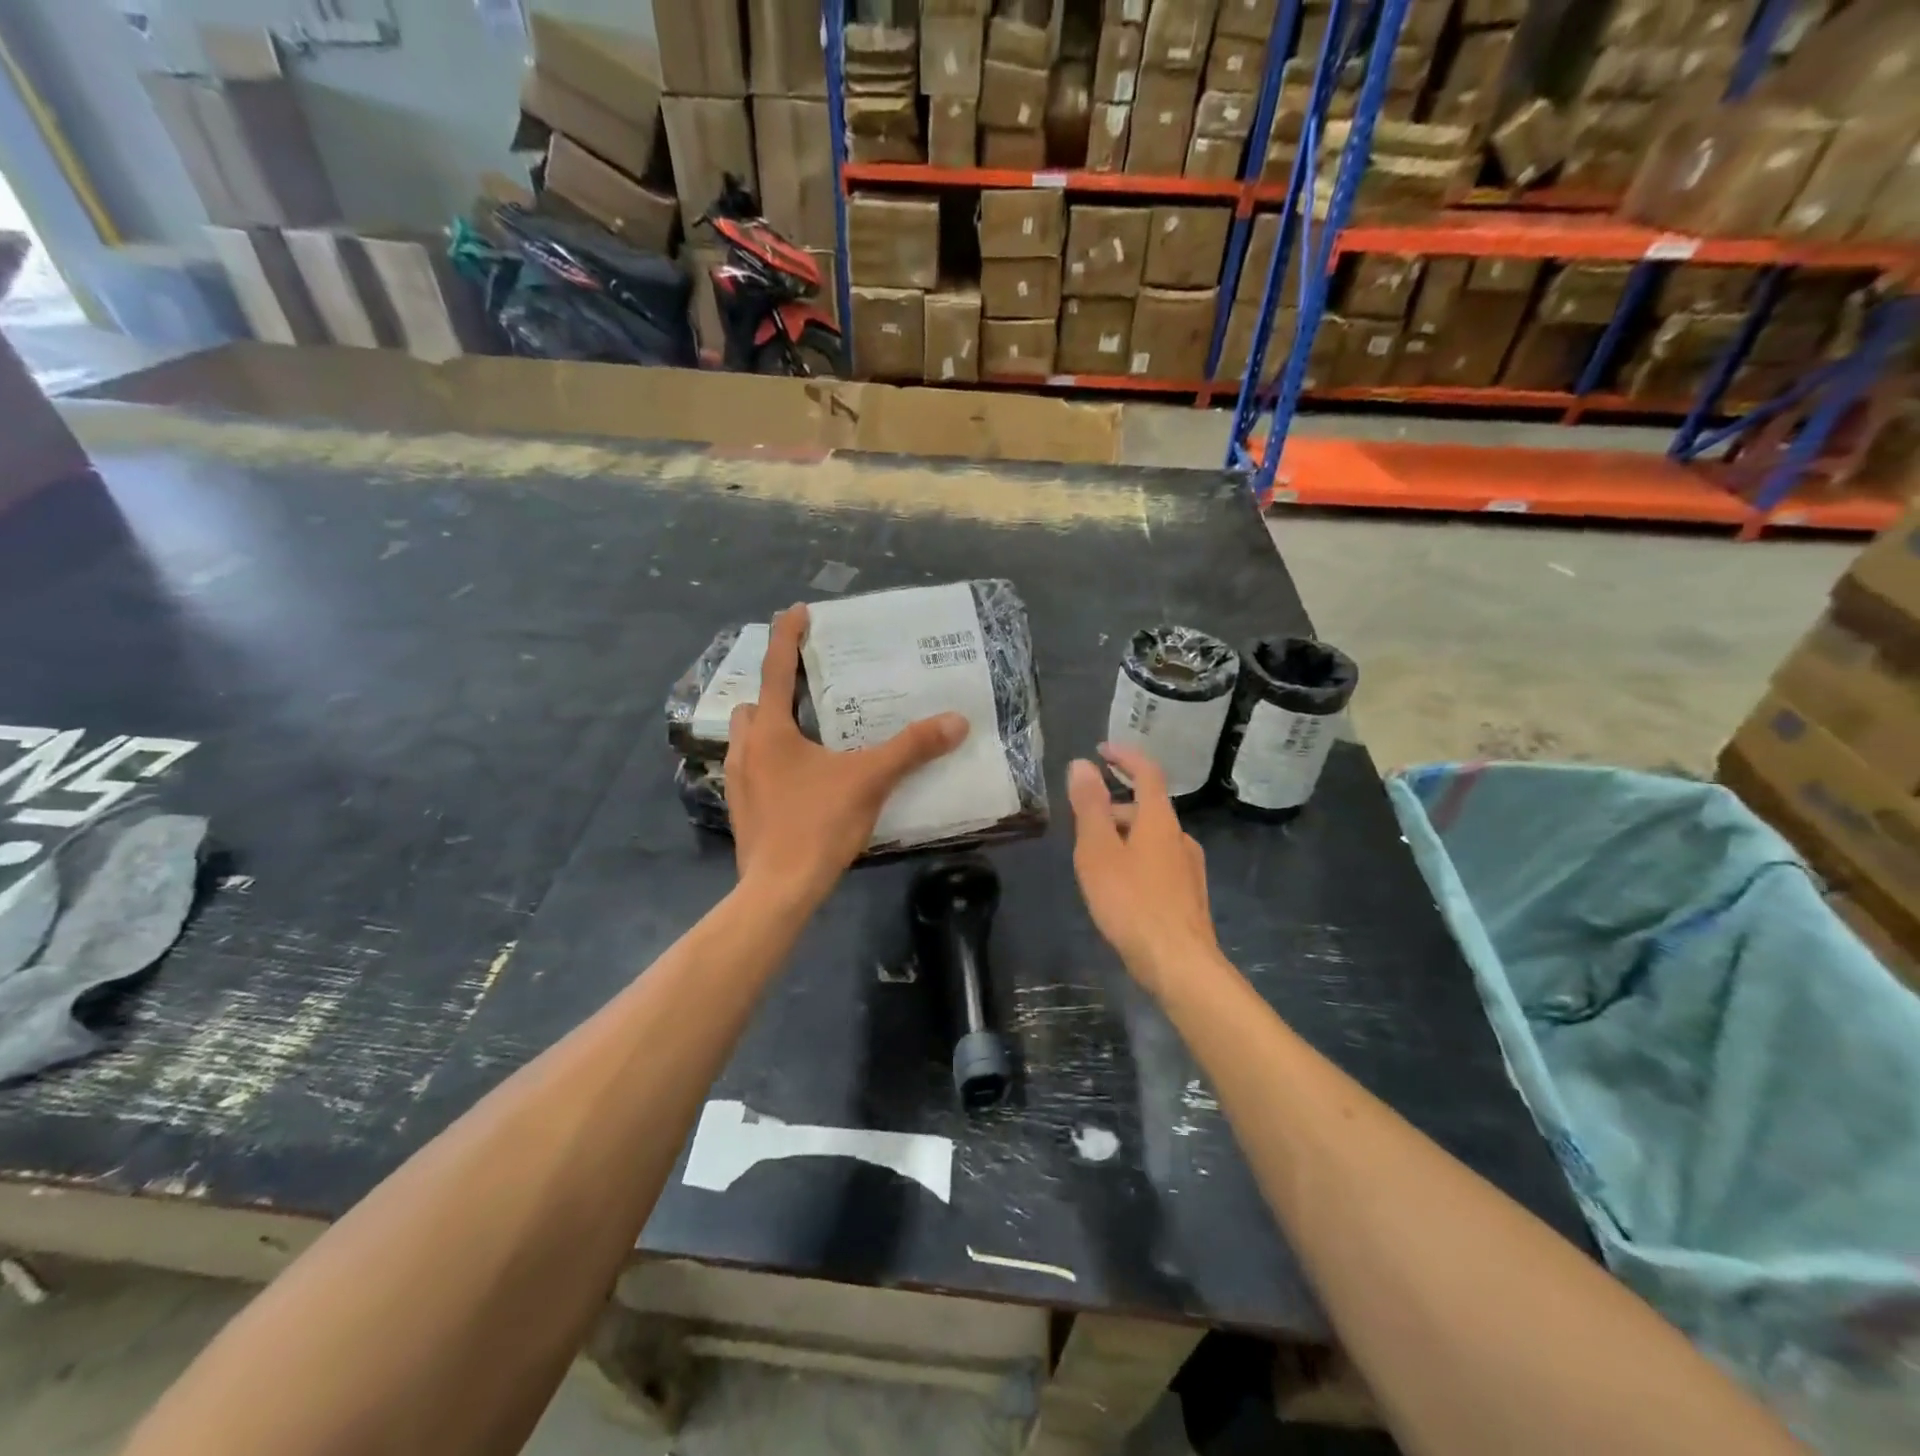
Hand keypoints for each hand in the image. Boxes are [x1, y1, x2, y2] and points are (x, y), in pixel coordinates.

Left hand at [725, 604, 967, 907]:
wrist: (778, 891)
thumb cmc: (817, 825)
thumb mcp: (870, 780)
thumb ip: (912, 748)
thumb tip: (956, 721)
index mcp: (770, 731)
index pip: (777, 669)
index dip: (787, 636)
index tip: (796, 610)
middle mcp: (745, 749)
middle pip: (754, 705)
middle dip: (776, 693)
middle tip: (810, 695)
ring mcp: (738, 782)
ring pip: (749, 740)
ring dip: (772, 730)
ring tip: (809, 738)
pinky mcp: (742, 810)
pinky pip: (755, 770)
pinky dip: (774, 764)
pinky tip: (803, 782)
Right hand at [1067, 744, 1222, 995]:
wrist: (1179, 964)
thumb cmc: (1131, 902)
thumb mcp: (1098, 851)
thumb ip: (1090, 806)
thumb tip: (1082, 764)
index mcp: (1160, 820)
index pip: (1147, 772)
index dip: (1125, 756)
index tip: (1101, 749)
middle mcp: (1180, 837)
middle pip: (1147, 807)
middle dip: (1113, 807)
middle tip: (1081, 826)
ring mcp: (1189, 868)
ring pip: (1151, 838)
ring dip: (1123, 836)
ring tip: (1094, 862)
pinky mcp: (1189, 895)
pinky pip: (1157, 862)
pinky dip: (1135, 859)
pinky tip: (1119, 889)